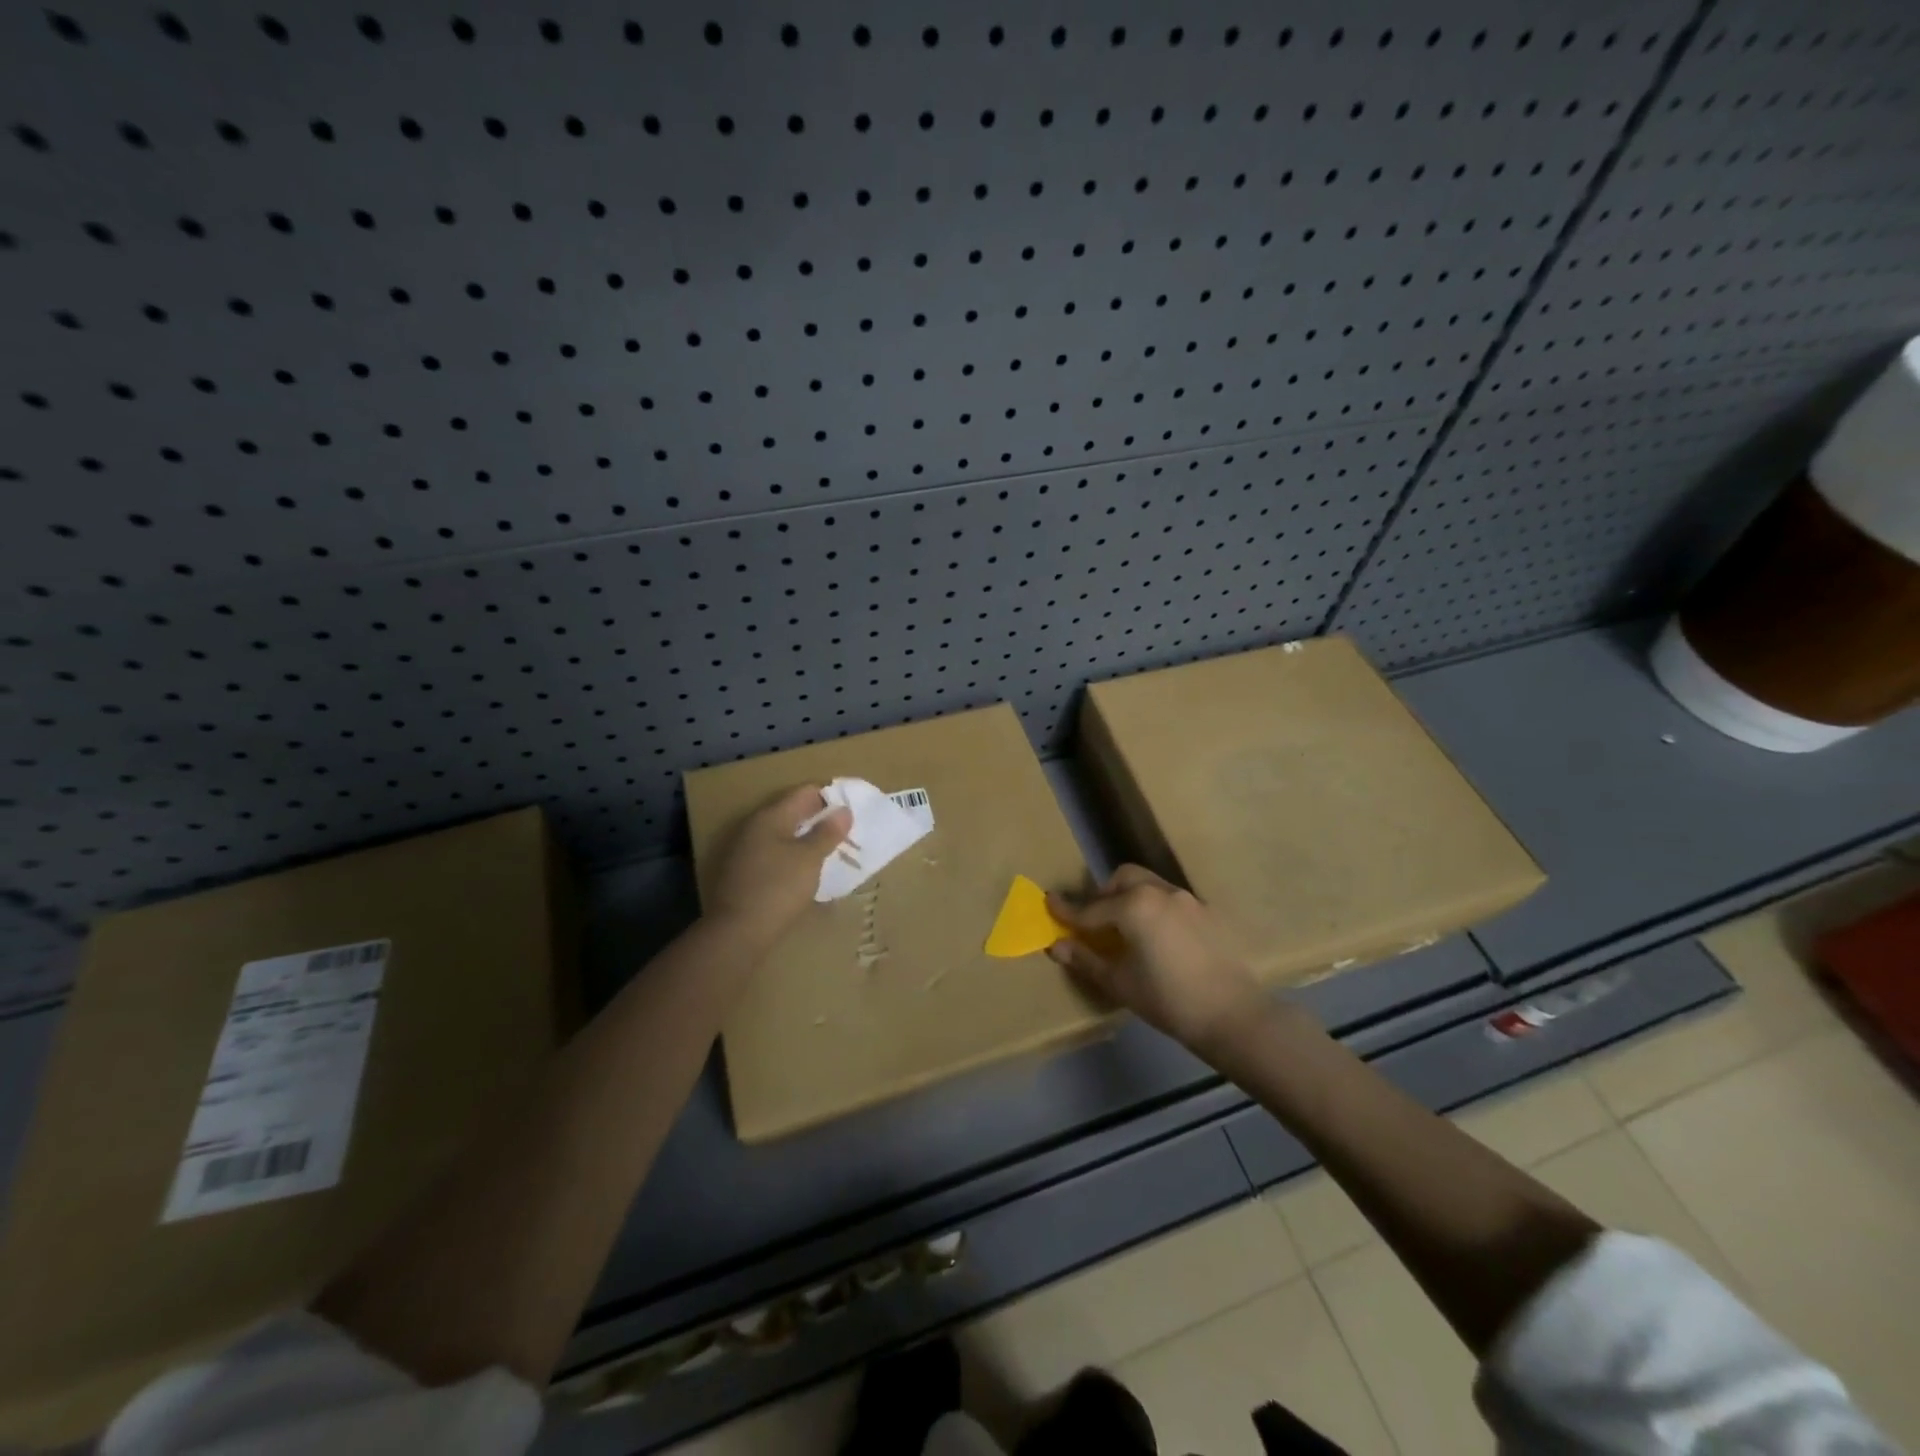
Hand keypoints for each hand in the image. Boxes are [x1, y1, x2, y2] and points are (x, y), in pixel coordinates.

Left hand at [705, 785, 851, 945]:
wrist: (737, 931)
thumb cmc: (779, 888)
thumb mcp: (810, 858)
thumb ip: (828, 832)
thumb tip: (843, 810)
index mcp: (771, 816)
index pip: (805, 792)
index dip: (831, 798)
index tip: (852, 814)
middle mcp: (755, 826)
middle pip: (794, 812)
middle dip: (820, 820)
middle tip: (847, 835)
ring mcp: (746, 849)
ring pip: (784, 834)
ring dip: (807, 840)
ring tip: (832, 854)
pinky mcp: (744, 872)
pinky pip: (775, 854)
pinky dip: (793, 857)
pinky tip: (807, 872)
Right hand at [1047, 866, 1268, 1054]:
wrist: (1232, 1014)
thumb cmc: (1167, 1000)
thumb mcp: (1119, 982)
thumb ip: (1085, 959)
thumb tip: (1056, 945)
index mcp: (1133, 906)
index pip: (1091, 907)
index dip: (1067, 909)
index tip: (1049, 902)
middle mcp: (1159, 892)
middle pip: (1123, 879)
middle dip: (1104, 894)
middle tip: (1096, 922)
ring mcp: (1187, 899)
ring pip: (1149, 885)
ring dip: (1131, 898)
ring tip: (1128, 930)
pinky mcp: (1207, 913)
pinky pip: (1171, 901)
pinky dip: (1155, 909)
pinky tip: (1159, 939)